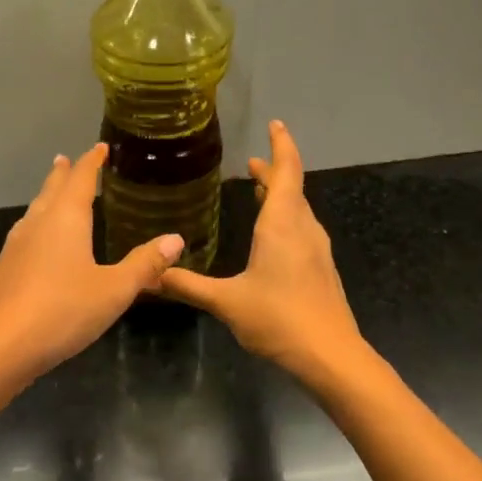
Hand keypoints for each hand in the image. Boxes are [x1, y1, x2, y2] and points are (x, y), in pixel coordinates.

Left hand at [0, 144, 184, 388]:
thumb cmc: (62, 311)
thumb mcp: (114, 290)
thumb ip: (144, 265)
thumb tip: (175, 239)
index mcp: (65, 219)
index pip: (80, 179)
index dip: (92, 162)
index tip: (101, 148)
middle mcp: (37, 225)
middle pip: (51, 190)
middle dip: (62, 174)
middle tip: (65, 159)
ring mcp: (15, 248)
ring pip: (34, 213)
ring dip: (46, 199)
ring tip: (52, 195)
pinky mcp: (4, 272)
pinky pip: (25, 236)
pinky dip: (37, 226)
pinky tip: (38, 244)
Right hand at [158, 121, 362, 381]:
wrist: (330, 356)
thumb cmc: (278, 319)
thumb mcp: (226, 302)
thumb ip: (188, 286)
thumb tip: (150, 275)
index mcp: (282, 225)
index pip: (286, 172)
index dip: (281, 146)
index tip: (275, 125)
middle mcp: (303, 230)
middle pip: (292, 189)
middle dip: (274, 172)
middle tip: (252, 163)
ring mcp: (317, 251)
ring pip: (299, 211)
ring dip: (281, 196)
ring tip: (261, 191)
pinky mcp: (321, 270)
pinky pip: (303, 230)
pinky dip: (287, 219)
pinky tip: (274, 237)